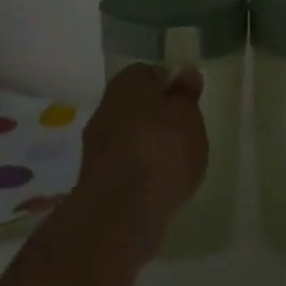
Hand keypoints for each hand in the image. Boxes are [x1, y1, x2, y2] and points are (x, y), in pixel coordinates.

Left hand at [74, 62, 208, 259]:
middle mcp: (107, 105)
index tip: (190, 103)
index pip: (151, 72)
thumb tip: (186, 74)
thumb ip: (186, 96)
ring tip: (175, 163)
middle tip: (185, 132)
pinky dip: (139, 168)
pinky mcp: (96, 175)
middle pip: (137, 103)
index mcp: (128, 82)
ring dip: (148, 143)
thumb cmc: (162, 152)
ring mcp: (97, 142)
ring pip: (129, 133)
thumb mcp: (188, 118)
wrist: (120, 212)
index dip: (172, 85)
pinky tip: (157, 183)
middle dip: (158, 115)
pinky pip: (124, 161)